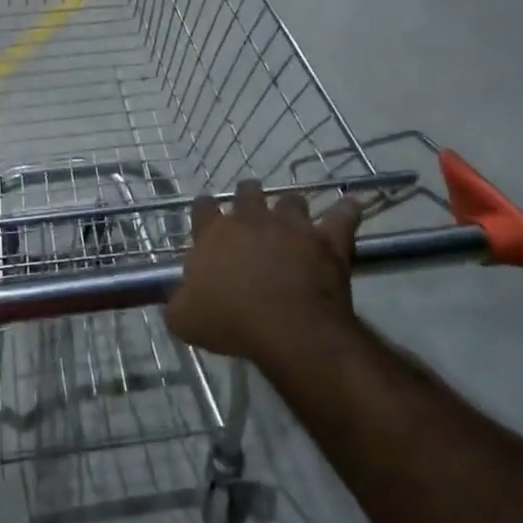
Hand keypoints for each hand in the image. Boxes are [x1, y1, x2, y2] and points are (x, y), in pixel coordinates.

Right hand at [166, 180, 360, 366]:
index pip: (203, 208)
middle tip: (250, 208)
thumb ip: (176, 302)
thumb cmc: (231, 322)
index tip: (206, 214)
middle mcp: (252, 220)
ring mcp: (292, 226)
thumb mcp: (185, 320)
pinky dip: (346, 212)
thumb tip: (174, 296)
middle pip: (248, 193)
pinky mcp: (327, 240)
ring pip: (291, 201)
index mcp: (214, 235)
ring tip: (292, 215)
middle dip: (248, 196)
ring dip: (290, 206)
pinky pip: (342, 216)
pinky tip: (349, 208)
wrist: (288, 328)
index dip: (204, 210)